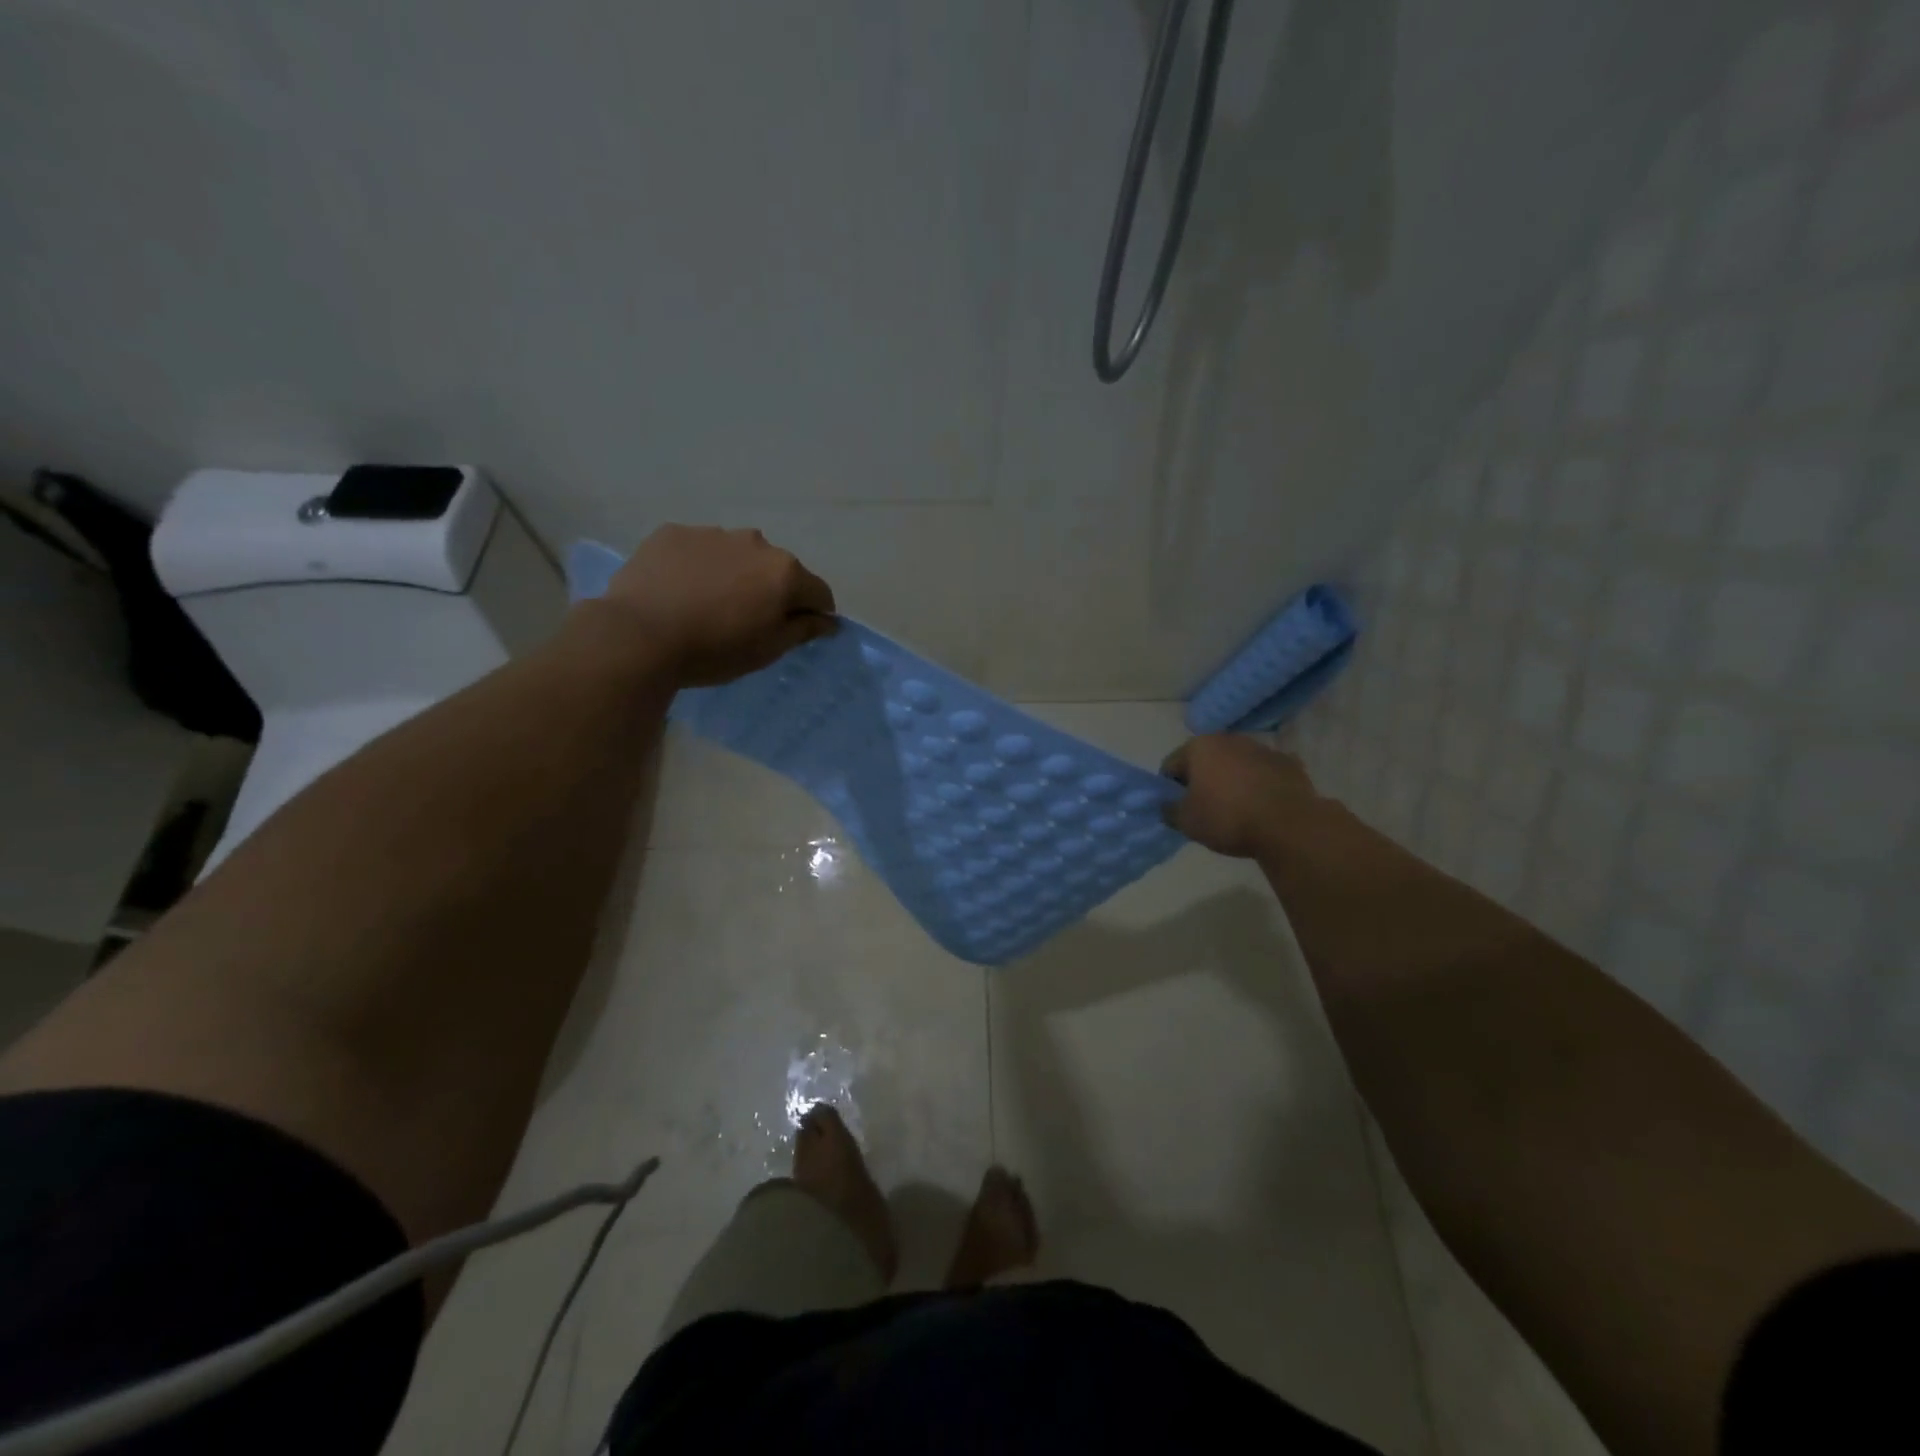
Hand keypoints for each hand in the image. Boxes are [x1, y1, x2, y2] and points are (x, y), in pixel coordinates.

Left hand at [601, 525, 836, 685]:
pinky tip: (680, 591)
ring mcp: (712, 533)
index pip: (818, 592)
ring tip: (709, 604)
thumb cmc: (714, 649)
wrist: (639, 636)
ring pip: (737, 555)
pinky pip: (697, 550)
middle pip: (776, 569)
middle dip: (771, 590)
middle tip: (748, 620)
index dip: (815, 614)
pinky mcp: (672, 533)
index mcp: (785, 571)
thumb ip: (803, 630)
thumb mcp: (768, 650)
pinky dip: (698, 566)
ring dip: (734, 575)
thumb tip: (829, 620)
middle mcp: (755, 542)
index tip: (800, 632)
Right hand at [1160, 734, 1320, 857]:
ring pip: (1236, 765)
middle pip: (1205, 761)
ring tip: (1236, 810)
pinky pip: (1263, 774)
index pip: (1171, 766)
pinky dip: (1259, 785)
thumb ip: (1169, 810)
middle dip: (1202, 781)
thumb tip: (1167, 806)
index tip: (1178, 809)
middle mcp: (1229, 739)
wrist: (1289, 826)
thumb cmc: (1227, 818)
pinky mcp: (1288, 763)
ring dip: (1231, 781)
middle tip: (1205, 810)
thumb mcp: (1186, 822)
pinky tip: (1262, 807)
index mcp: (1199, 746)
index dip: (1169, 789)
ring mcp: (1262, 748)